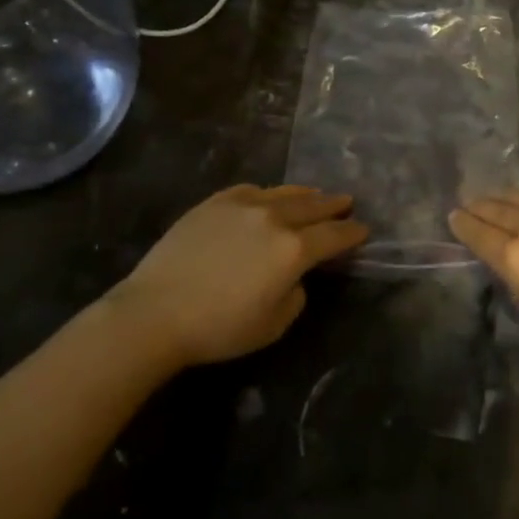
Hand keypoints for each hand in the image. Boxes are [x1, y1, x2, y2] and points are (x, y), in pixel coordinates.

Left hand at [112, 186, 366, 368]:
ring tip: (315, 194)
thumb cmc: (218, 328)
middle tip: (346, 202)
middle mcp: (274, 219)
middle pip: (313, 206)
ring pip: (284, 193)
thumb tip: (293, 276)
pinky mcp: (214, 203)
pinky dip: (267, 194)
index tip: (363, 230)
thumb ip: (295, 295)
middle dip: (333, 205)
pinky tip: (267, 197)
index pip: (334, 236)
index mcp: (294, 249)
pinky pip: (250, 191)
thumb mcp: (273, 325)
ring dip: (305, 195)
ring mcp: (243, 205)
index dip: (352, 233)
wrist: (155, 312)